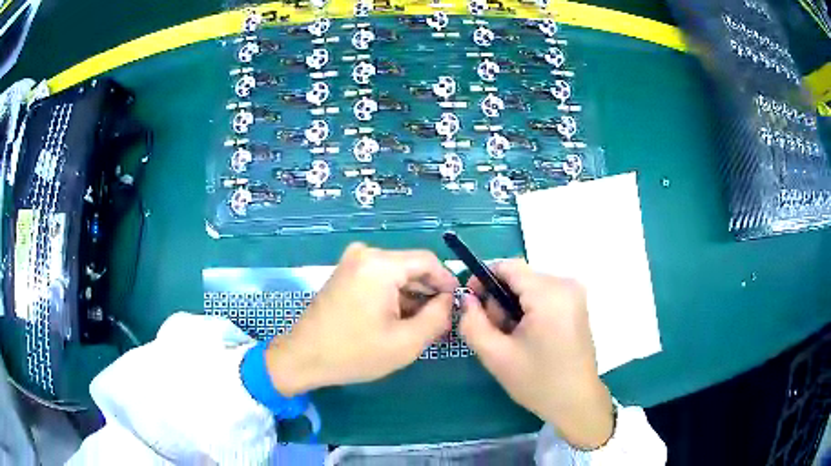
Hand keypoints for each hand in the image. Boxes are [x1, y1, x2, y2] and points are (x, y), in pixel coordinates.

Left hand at [265, 243, 458, 395]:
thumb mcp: (406, 342)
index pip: (428, 262)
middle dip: (430, 294)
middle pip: (411, 268)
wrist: (303, 357)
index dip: (447, 283)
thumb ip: (438, 317)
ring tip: (425, 326)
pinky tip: (401, 320)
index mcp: (380, 265)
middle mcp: (365, 255)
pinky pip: (380, 280)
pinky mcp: (345, 274)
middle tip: (443, 322)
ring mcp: (352, 263)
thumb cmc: (354, 353)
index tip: (459, 306)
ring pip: (397, 275)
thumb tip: (450, 301)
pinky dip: (394, 297)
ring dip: (413, 298)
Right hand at [459, 259, 613, 449]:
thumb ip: (473, 323)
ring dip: (513, 306)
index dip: (483, 278)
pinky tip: (528, 337)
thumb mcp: (496, 355)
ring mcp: (575, 293)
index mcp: (549, 294)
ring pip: (530, 286)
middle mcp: (566, 284)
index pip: (508, 267)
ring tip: (512, 339)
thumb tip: (466, 298)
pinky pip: (544, 294)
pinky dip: (529, 309)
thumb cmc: (537, 381)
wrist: (576, 401)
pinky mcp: (577, 304)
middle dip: (499, 299)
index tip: (470, 302)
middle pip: (520, 277)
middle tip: (494, 332)